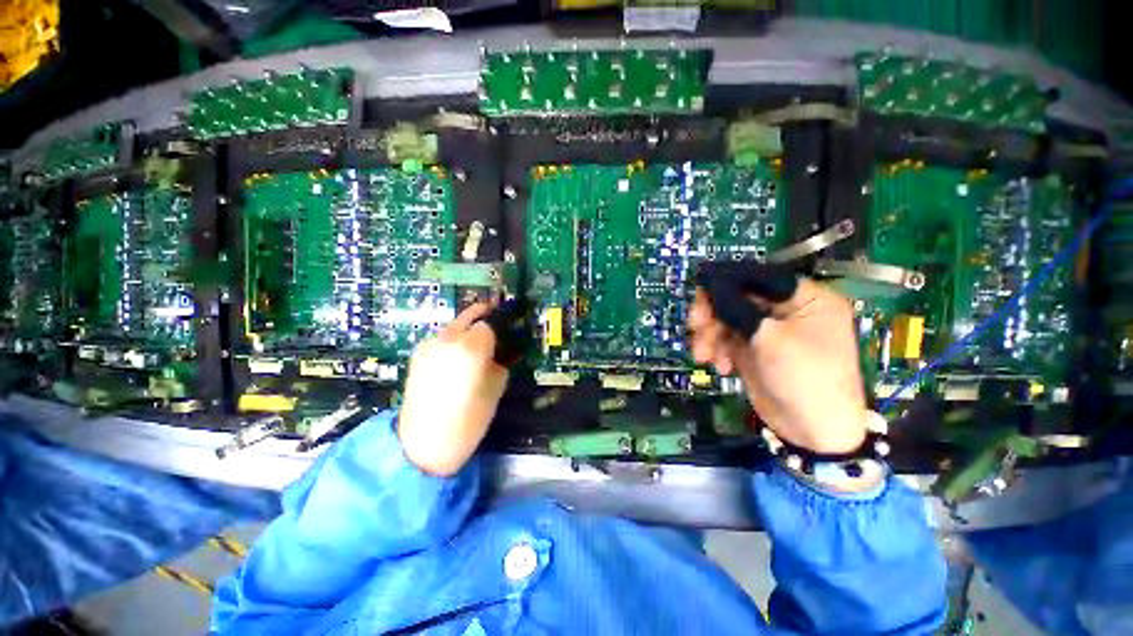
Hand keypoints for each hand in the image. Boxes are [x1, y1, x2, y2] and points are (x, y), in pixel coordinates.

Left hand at [397, 302, 508, 475]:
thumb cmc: (469, 419)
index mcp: (470, 347)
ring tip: (471, 352)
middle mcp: (447, 339)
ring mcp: (428, 346)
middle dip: (481, 321)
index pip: (488, 325)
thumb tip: (499, 353)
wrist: (423, 444)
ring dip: (465, 332)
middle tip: (493, 332)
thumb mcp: (496, 388)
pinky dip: (451, 343)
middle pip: (468, 317)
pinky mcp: (417, 356)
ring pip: (453, 327)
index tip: (502, 343)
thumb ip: (499, 363)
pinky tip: (454, 362)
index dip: (497, 333)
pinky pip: (441, 340)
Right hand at [688, 262, 867, 454]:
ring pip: (727, 318)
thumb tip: (709, 278)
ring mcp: (767, 330)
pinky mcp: (753, 348)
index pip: (759, 276)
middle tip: (696, 326)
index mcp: (805, 298)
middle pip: (738, 297)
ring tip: (704, 356)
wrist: (813, 432)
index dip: (727, 277)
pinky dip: (717, 349)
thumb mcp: (769, 339)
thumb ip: (736, 307)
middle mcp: (786, 310)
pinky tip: (719, 367)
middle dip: (713, 312)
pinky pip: (726, 338)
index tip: (698, 283)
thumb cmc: (805, 378)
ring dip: (710, 335)